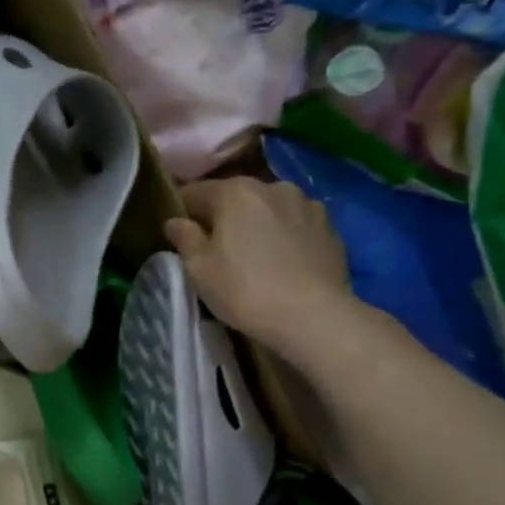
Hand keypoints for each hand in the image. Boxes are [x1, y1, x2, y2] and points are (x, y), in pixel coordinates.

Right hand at [164, 176, 356, 353]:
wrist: (313, 317)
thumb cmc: (244, 290)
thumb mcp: (198, 268)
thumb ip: (184, 238)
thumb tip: (175, 222)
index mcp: (236, 192)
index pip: (194, 192)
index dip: (182, 212)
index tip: (179, 236)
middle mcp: (273, 187)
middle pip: (235, 197)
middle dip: (222, 217)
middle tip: (215, 249)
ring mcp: (307, 204)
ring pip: (267, 209)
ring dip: (255, 224)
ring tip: (253, 256)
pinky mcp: (330, 227)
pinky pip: (294, 224)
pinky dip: (283, 236)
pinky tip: (281, 262)